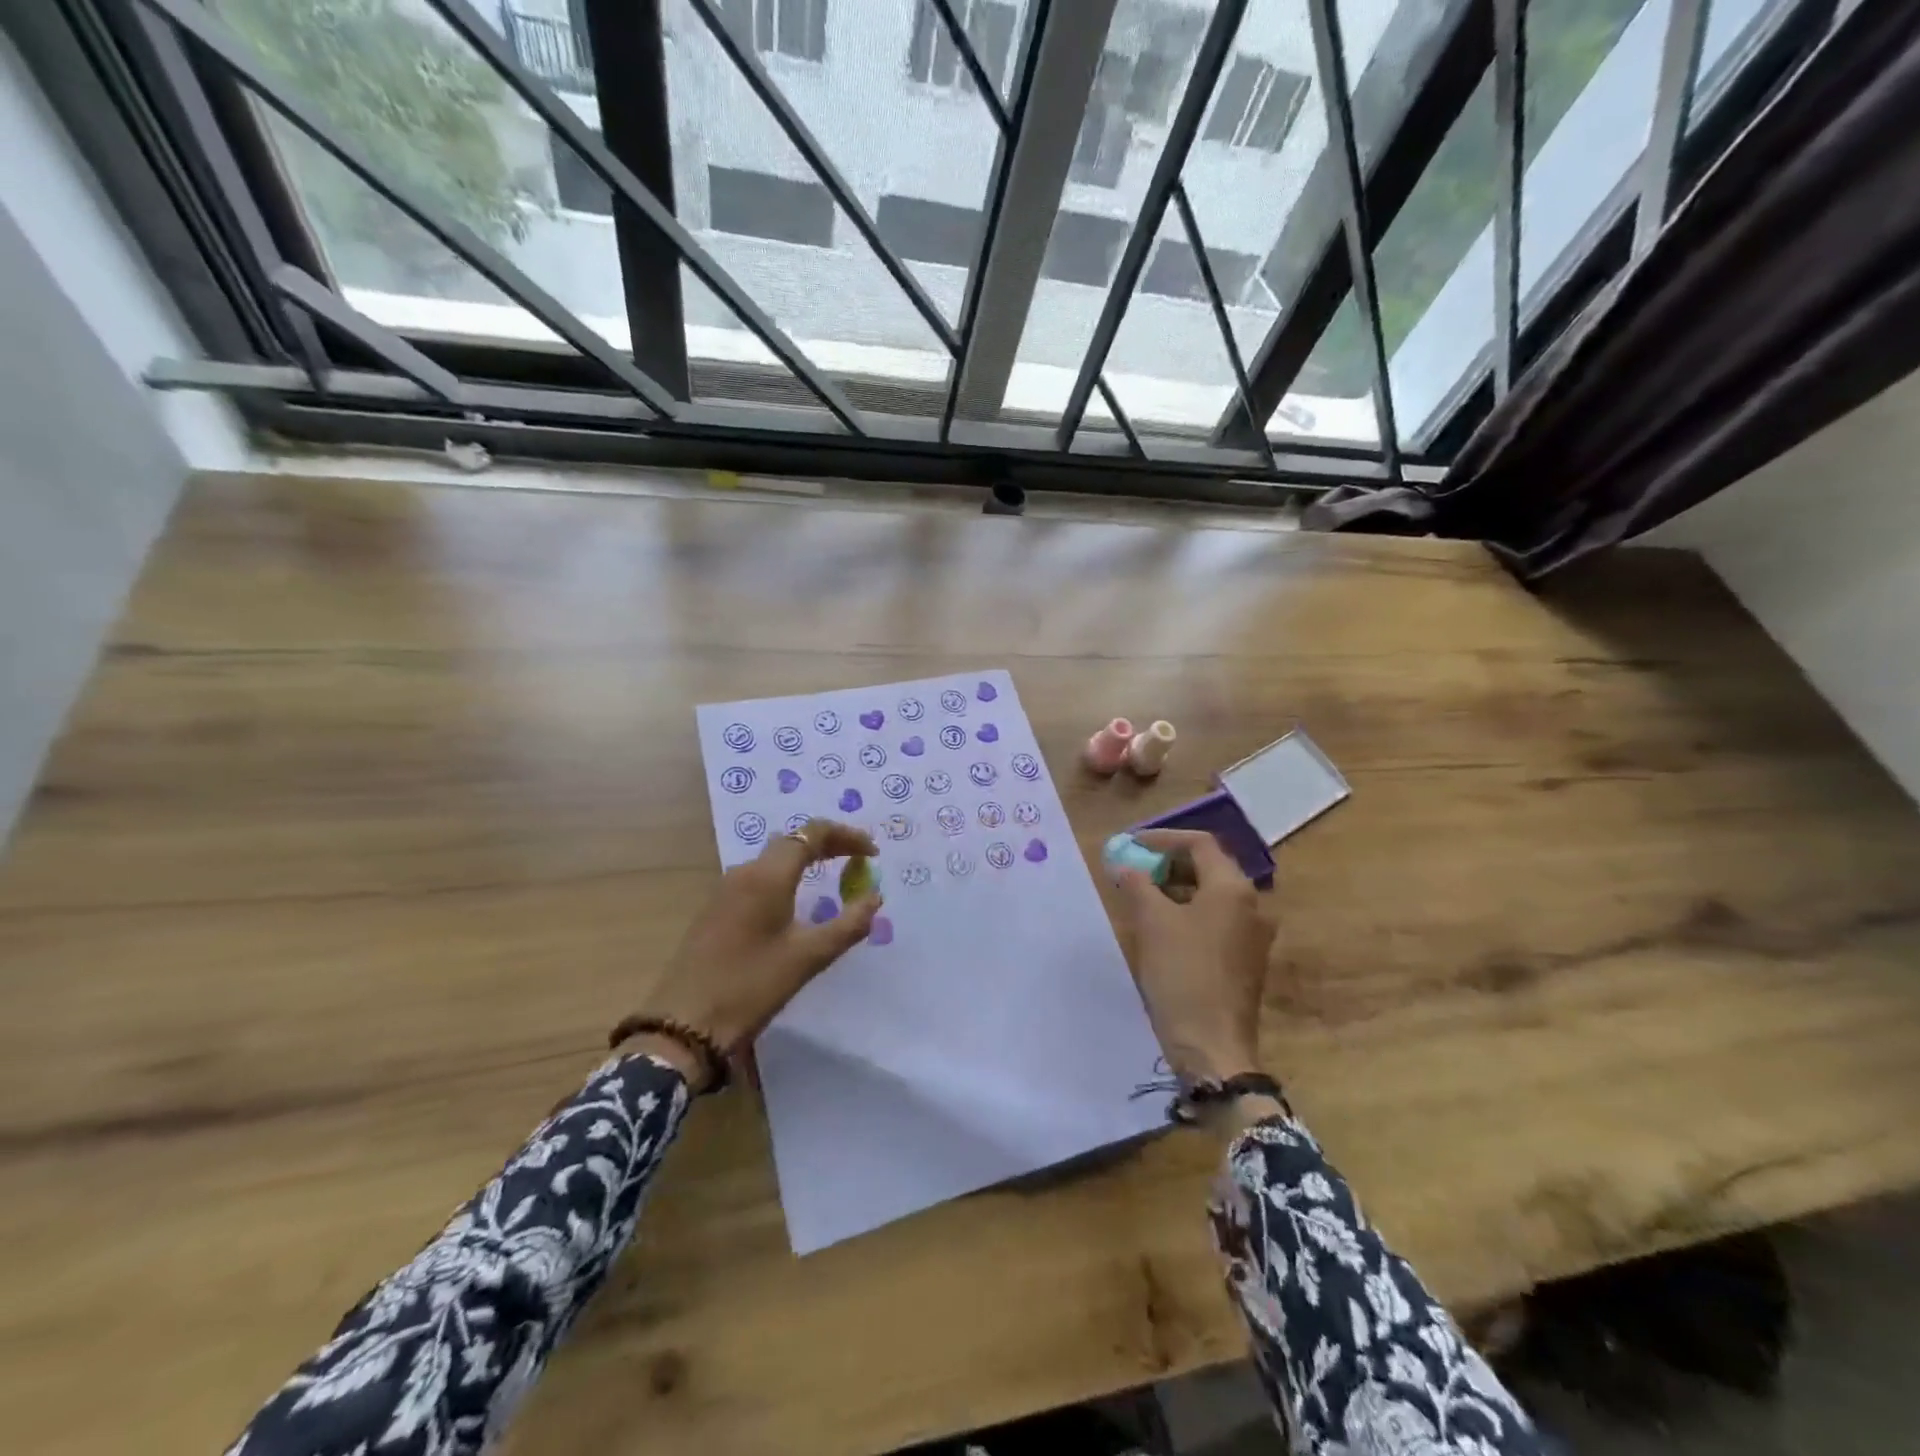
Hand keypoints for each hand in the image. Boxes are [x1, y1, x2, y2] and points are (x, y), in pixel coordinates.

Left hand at [627, 819, 880, 1084]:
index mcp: (768, 876)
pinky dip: (787, 878)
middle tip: (858, 861)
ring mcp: (725, 890)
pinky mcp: (716, 910)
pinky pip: (759, 878)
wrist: (683, 1024)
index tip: (873, 853)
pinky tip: (797, 903)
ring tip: (835, 879)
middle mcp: (745, 872)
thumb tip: (875, 898)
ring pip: (773, 860)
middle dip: (828, 845)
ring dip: (806, 861)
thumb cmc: (751, 986)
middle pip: (792, 841)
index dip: (846, 836)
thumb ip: (848, 924)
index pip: (812, 833)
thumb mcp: (809, 957)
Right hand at [1110, 829, 1273, 1081]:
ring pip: (1211, 895)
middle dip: (1167, 863)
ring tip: (1140, 895)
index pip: (1200, 843)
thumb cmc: (1182, 974)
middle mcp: (1251, 904)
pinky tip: (1160, 926)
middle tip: (1133, 868)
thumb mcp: (1151, 922)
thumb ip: (1136, 883)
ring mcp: (1252, 934)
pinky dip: (1187, 912)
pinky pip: (1215, 920)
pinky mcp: (1245, 959)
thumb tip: (1123, 863)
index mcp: (1233, 888)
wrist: (1212, 1045)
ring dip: (1175, 888)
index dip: (1162, 839)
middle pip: (1208, 867)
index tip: (1130, 845)